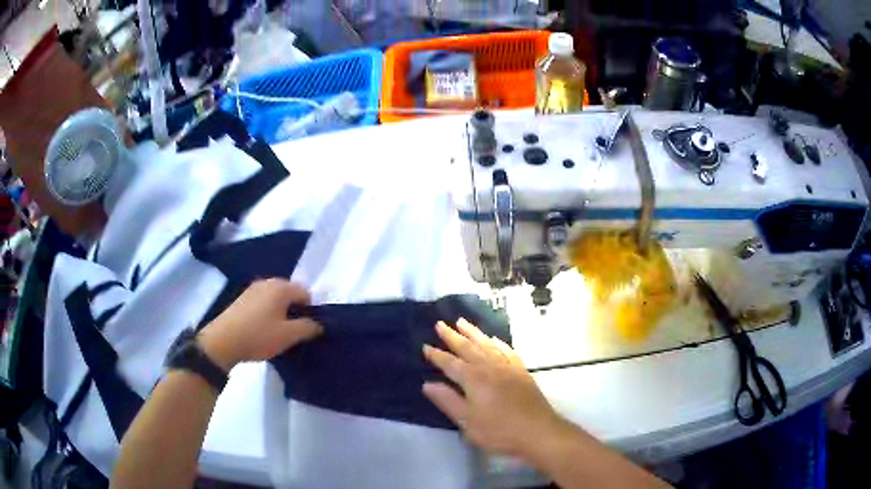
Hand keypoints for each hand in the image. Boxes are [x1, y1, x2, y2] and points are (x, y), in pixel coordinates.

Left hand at [199, 279, 321, 370]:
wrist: (223, 341)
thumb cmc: (259, 336)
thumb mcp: (288, 336)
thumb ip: (308, 328)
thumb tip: (319, 324)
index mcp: (281, 287)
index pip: (306, 293)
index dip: (310, 310)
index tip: (307, 329)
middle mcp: (268, 282)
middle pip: (290, 293)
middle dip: (295, 310)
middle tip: (294, 332)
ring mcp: (252, 289)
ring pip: (275, 298)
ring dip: (281, 312)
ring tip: (278, 332)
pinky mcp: (242, 298)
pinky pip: (263, 302)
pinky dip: (268, 312)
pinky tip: (263, 329)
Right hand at [422, 319, 565, 460]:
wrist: (538, 431)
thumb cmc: (499, 431)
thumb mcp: (467, 422)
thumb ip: (448, 401)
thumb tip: (427, 384)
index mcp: (473, 379)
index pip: (450, 363)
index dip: (437, 355)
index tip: (425, 346)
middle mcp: (489, 367)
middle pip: (468, 348)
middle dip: (452, 336)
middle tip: (440, 324)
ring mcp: (507, 367)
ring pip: (487, 344)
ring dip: (473, 332)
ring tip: (462, 321)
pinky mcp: (521, 371)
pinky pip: (507, 350)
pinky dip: (498, 342)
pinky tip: (493, 339)